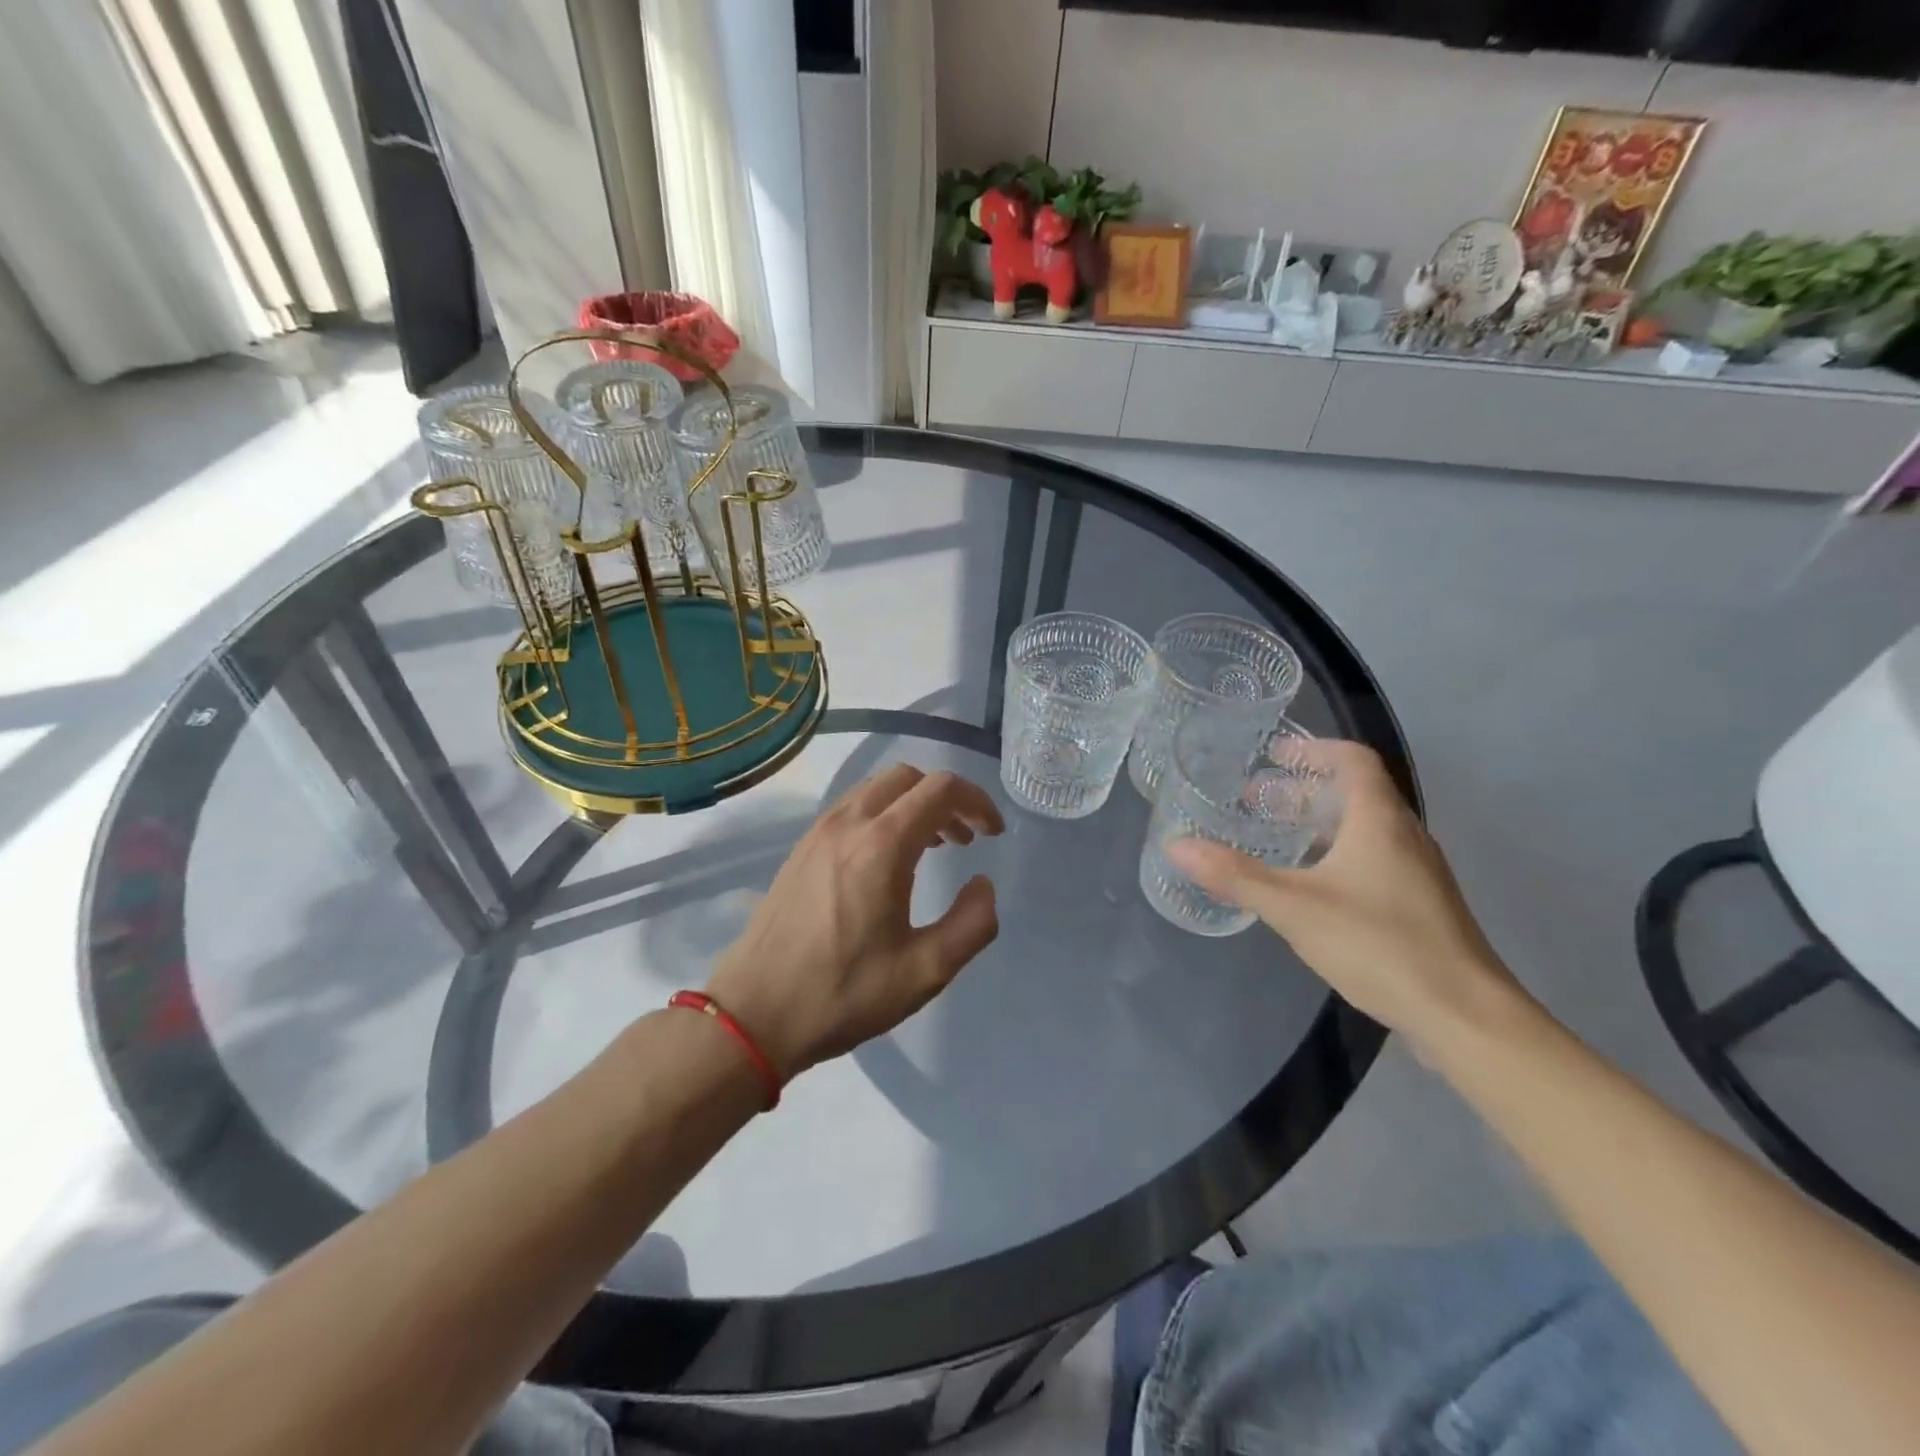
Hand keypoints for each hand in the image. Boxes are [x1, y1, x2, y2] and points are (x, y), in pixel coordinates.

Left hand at [705, 764, 1003, 1080]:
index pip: (940, 789)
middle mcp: (849, 824)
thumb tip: (983, 885)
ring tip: (933, 845)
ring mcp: (819, 832)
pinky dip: (883, 813)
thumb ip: (971, 925)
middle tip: (966, 837)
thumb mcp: (924, 972)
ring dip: (913, 803)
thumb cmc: (843, 993)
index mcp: (882, 846)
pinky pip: (852, 807)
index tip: (994, 833)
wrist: (754, 1013)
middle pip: (908, 778)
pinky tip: (888, 858)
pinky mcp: (801, 848)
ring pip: (876, 788)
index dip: (977, 801)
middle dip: (945, 797)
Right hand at [1168, 740, 1523, 1050]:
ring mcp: (1417, 872)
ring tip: (1276, 838)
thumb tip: (1177, 845)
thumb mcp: (1294, 908)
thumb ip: (1235, 876)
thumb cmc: (1380, 945)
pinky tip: (1310, 886)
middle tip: (1258, 801)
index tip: (1274, 755)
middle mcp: (1405, 835)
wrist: (1465, 1016)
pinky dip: (1336, 853)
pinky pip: (1373, 858)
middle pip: (1356, 793)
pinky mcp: (1420, 905)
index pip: (1353, 760)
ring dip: (1319, 822)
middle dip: (1304, 789)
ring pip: (1364, 828)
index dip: (1314, 749)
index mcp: (1380, 820)